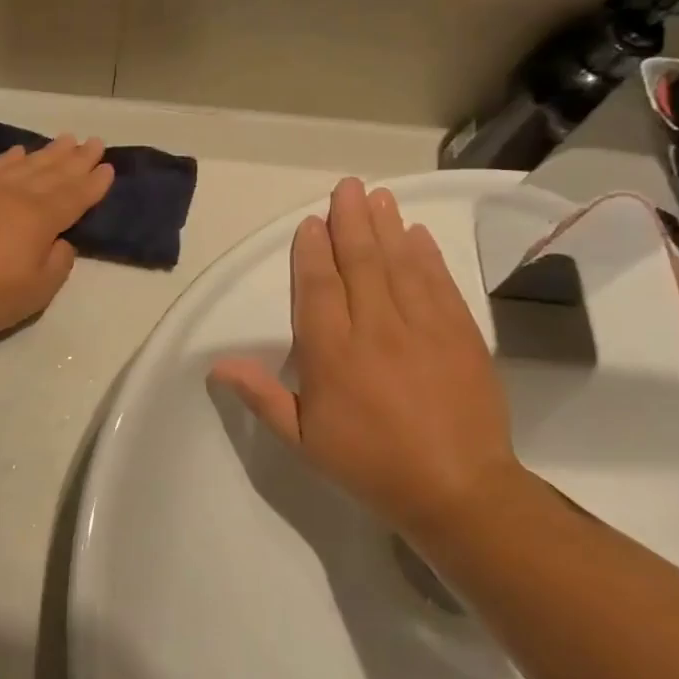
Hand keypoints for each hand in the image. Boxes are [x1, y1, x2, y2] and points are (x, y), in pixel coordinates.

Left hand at [0, 136, 114, 338]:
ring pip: (25, 164)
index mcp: (39, 219)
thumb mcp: (35, 293)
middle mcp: (16, 196)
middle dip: (77, 159)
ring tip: (66, 139)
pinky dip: (9, 158)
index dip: (93, 183)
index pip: (74, 196)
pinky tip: (18, 152)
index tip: (108, 167)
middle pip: (54, 173)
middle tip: (95, 142)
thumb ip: (57, 264)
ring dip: (48, 152)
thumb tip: (60, 241)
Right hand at [211, 179, 521, 537]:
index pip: (318, 288)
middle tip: (347, 187)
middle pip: (361, 263)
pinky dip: (427, 256)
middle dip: (351, 221)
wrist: (459, 491)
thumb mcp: (304, 440)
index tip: (311, 223)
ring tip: (378, 196)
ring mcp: (423, 329)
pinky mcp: (461, 335)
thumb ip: (262, 396)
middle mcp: (376, 330)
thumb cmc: (371, 464)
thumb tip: (217, 365)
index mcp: (333, 355)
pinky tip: (418, 235)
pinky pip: (439, 284)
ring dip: (387, 227)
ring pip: (400, 265)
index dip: (312, 252)